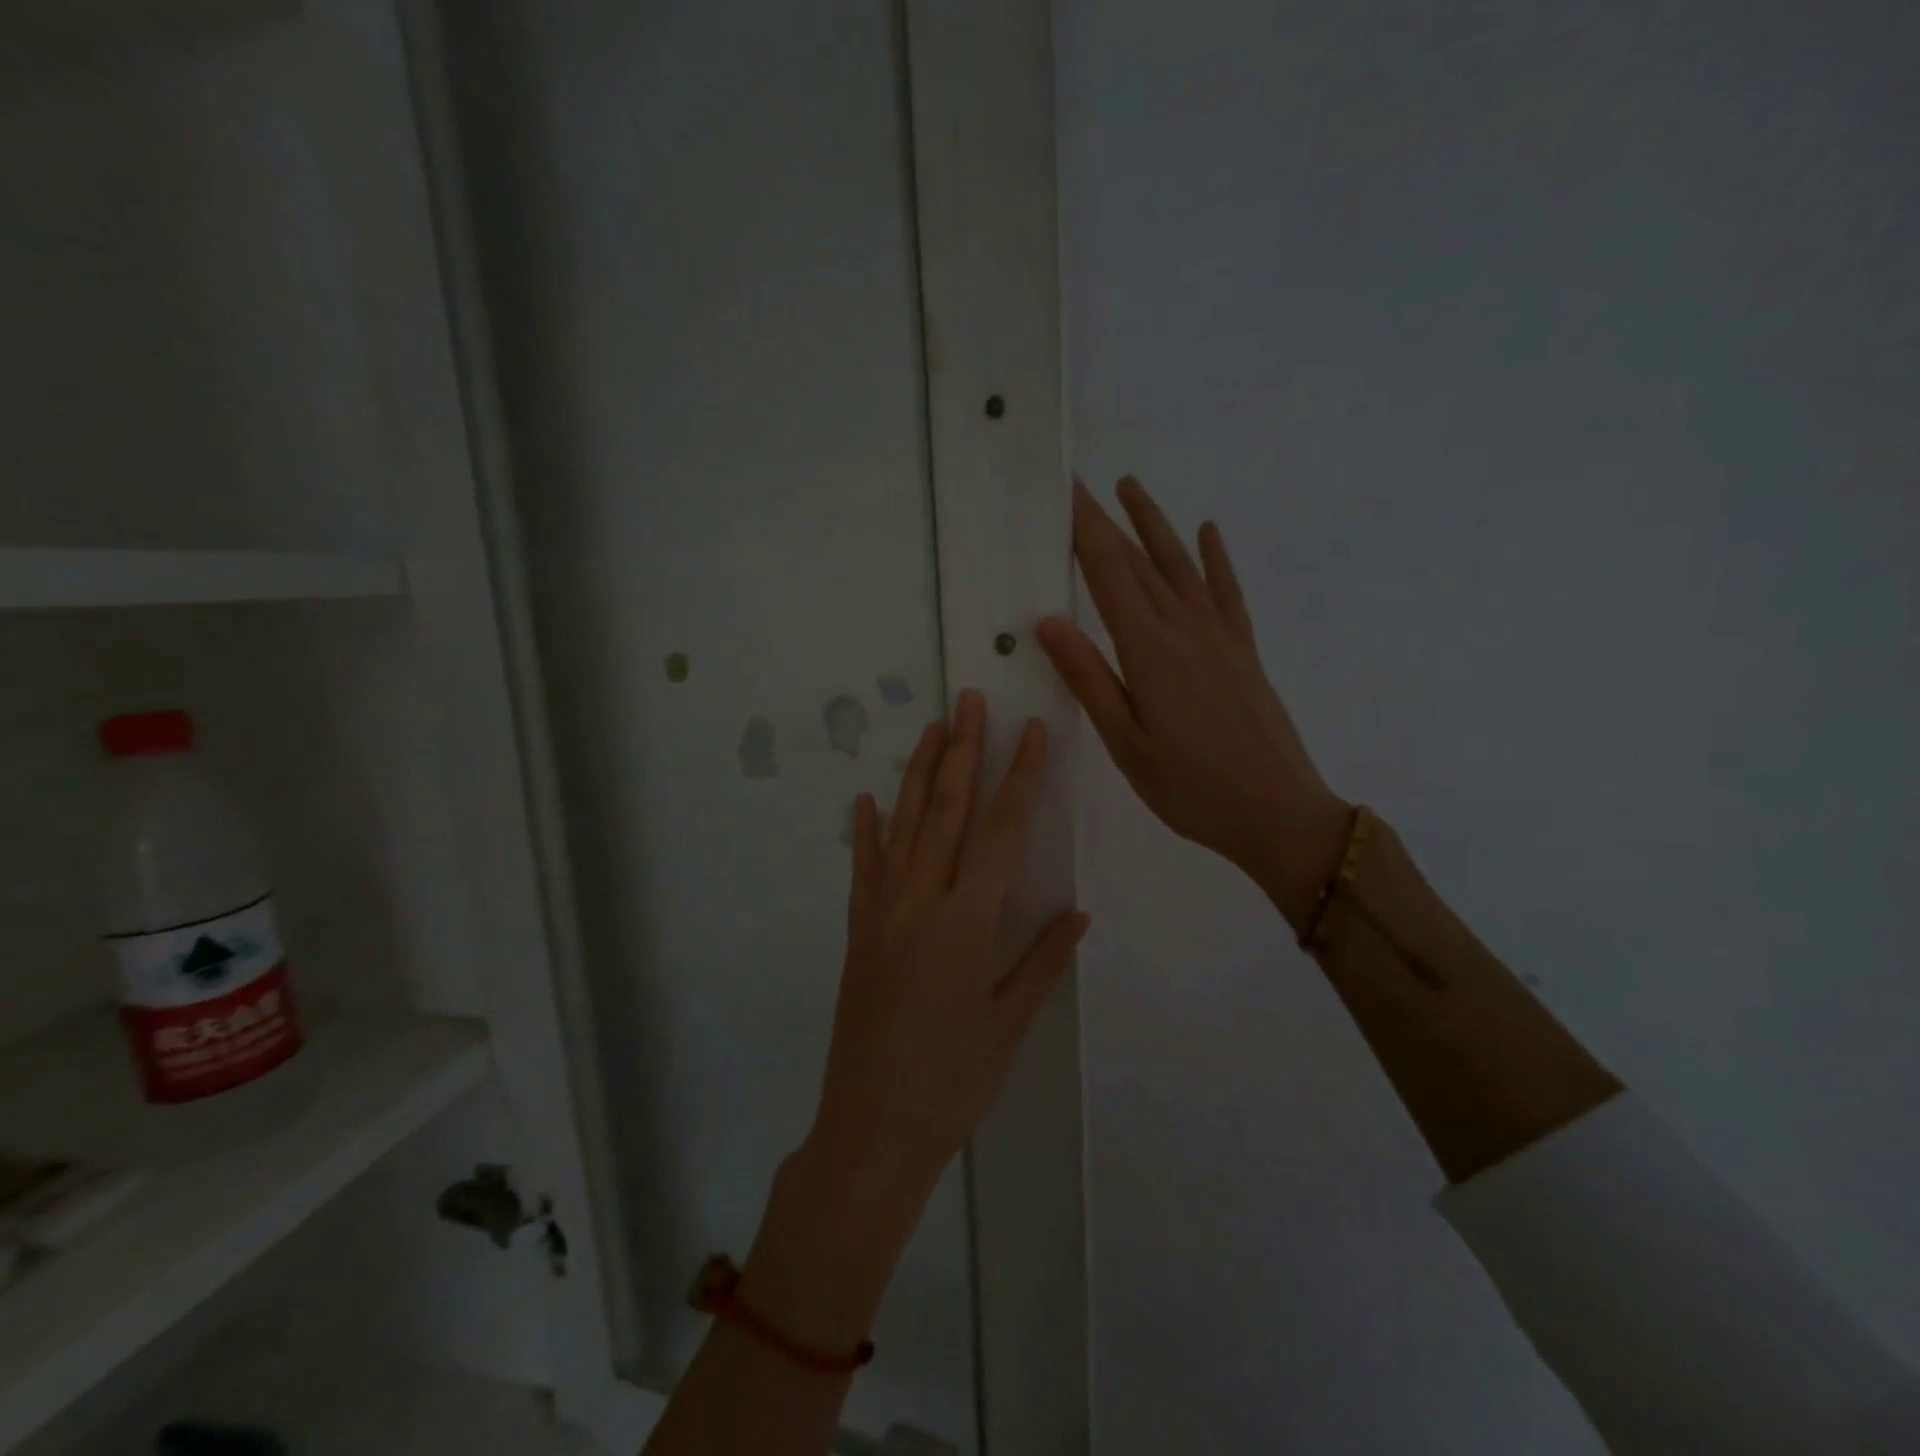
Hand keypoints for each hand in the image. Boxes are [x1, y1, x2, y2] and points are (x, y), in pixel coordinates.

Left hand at [802, 690, 1089, 1224]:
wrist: (871, 1130)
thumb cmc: (952, 1083)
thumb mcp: (1009, 1024)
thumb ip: (1043, 960)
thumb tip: (1078, 912)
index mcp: (966, 923)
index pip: (1000, 833)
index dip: (1020, 778)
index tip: (1032, 732)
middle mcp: (919, 902)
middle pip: (945, 811)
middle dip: (963, 751)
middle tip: (971, 700)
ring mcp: (880, 913)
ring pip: (902, 827)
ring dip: (918, 774)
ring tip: (932, 728)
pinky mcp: (856, 931)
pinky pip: (862, 869)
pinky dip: (865, 831)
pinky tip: (866, 799)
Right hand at [1037, 476, 1350, 930]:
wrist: (1280, 813)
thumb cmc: (1192, 788)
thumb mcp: (1127, 744)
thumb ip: (1090, 679)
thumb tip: (1049, 621)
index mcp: (1150, 651)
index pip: (1108, 574)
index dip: (1084, 529)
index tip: (1065, 490)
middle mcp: (1186, 629)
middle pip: (1139, 561)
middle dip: (1107, 519)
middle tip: (1081, 482)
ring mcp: (1221, 636)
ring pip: (1182, 565)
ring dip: (1155, 524)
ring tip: (1131, 486)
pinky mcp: (1244, 650)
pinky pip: (1227, 591)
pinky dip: (1215, 558)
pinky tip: (1208, 532)